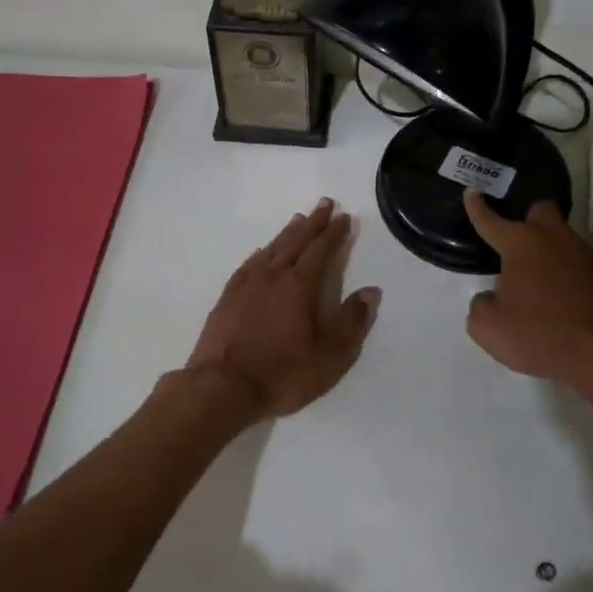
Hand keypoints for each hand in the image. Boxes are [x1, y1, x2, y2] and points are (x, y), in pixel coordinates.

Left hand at [186, 199, 381, 418]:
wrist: (222, 387)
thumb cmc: (282, 375)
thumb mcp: (330, 357)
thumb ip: (352, 323)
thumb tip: (371, 292)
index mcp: (300, 286)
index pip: (321, 250)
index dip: (334, 233)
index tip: (344, 217)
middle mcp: (273, 276)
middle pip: (296, 241)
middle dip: (313, 222)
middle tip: (324, 204)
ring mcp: (246, 285)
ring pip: (271, 248)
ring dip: (287, 233)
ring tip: (298, 220)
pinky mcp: (227, 297)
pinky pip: (248, 264)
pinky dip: (260, 253)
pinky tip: (262, 252)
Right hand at [462, 189, 592, 387]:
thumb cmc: (540, 335)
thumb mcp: (489, 328)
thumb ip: (481, 306)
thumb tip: (491, 298)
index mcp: (521, 245)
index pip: (491, 221)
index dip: (478, 208)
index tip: (472, 192)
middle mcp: (556, 240)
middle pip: (542, 211)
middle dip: (530, 219)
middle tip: (521, 241)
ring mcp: (590, 256)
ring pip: (568, 242)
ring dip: (555, 255)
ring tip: (547, 285)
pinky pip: (589, 271)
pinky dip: (578, 282)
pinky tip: (575, 305)